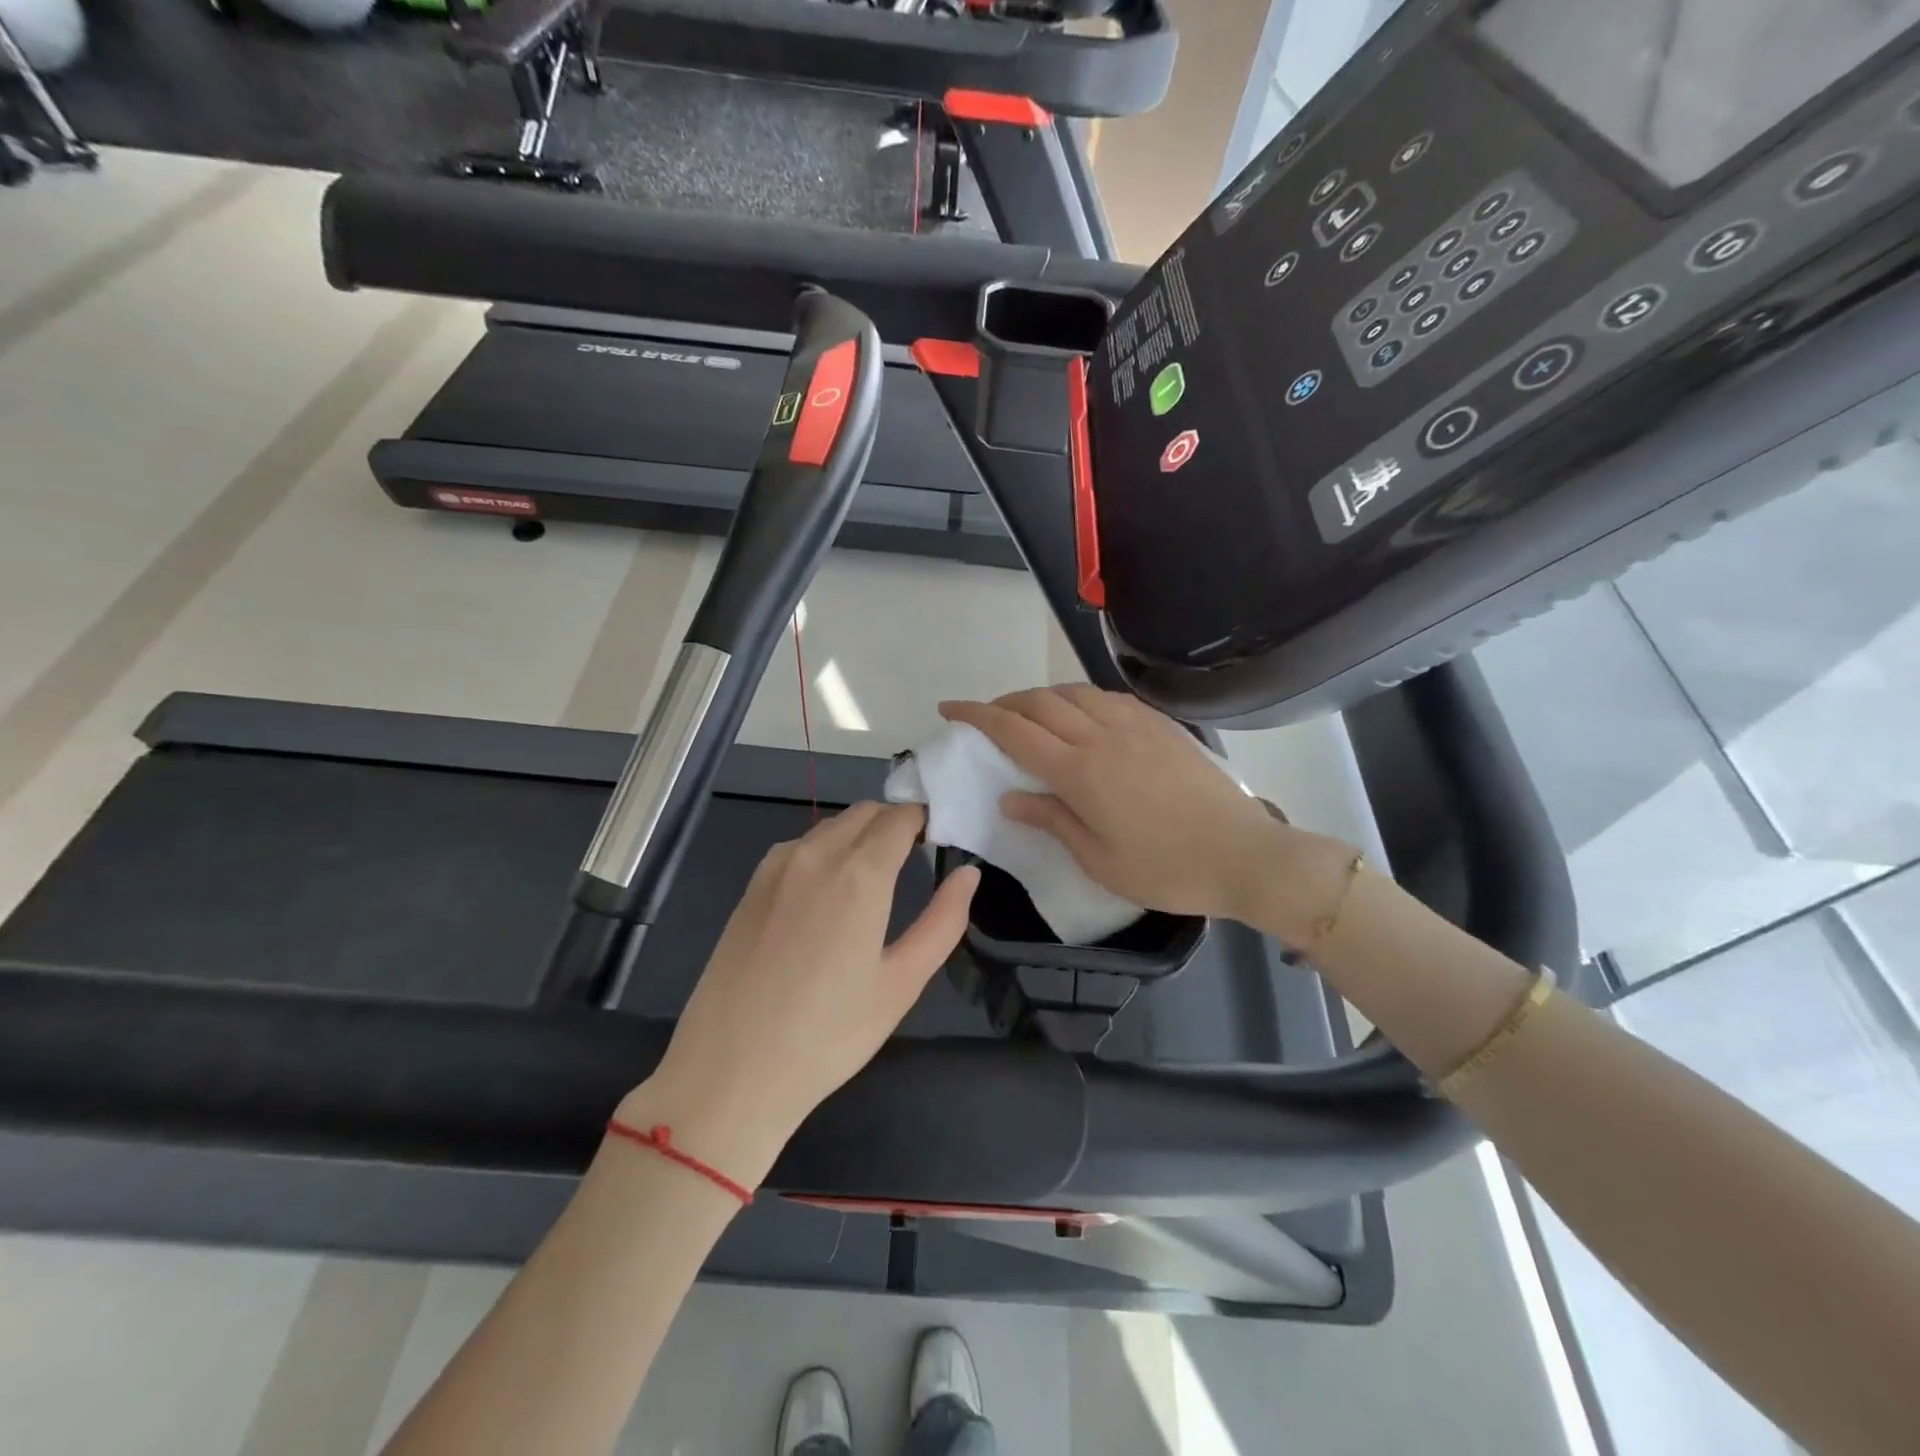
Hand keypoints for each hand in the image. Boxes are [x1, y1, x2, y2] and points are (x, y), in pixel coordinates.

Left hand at [634, 803, 978, 1184]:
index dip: (925, 820)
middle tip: (914, 857)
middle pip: (864, 813)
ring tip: (874, 878)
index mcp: (859, 874)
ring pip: (830, 827)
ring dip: (859, 834)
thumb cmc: (828, 1035)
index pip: (900, 818)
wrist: (729, 1072)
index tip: (940, 838)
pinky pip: (799, 847)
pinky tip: (827, 894)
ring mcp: (776, 867)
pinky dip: (825, 850)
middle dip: (894, 823)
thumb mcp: (901, 983)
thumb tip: (968, 874)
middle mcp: (816, 855)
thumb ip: (943, 921)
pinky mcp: (751, 886)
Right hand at [939, 687, 1286, 922]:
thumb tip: (1010, 796)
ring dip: (1042, 696)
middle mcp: (1102, 736)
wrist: (1243, 855)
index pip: (1014, 730)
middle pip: (1040, 702)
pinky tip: (1082, 713)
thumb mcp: (1098, 860)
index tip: (949, 708)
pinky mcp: (1162, 726)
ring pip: (1075, 692)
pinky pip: (1109, 698)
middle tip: (987, 717)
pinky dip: (1081, 698)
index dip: (976, 715)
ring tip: (1030, 714)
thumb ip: (1051, 820)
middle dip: (1004, 702)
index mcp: (1080, 772)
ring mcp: (1136, 725)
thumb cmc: (1166, 870)